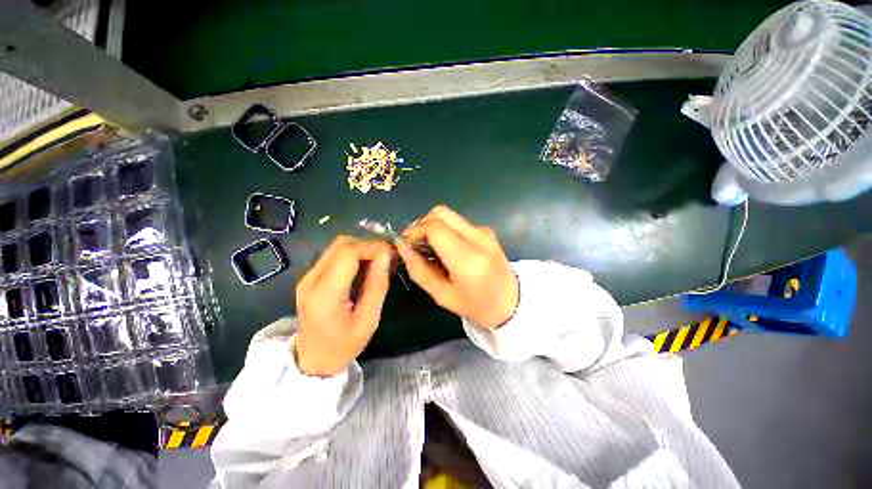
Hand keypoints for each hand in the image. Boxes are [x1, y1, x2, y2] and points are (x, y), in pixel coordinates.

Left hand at [295, 236, 391, 376]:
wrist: (313, 362)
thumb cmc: (344, 346)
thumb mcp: (368, 320)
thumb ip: (377, 285)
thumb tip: (386, 255)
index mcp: (325, 294)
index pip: (349, 253)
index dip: (373, 247)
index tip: (392, 254)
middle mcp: (311, 279)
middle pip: (342, 244)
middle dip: (368, 245)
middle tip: (387, 256)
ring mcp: (307, 277)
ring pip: (337, 246)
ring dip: (361, 248)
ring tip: (379, 261)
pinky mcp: (309, 278)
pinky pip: (333, 256)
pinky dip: (353, 255)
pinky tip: (365, 266)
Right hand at [397, 205, 518, 328]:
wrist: (511, 302)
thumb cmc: (476, 305)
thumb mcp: (441, 295)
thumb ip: (419, 269)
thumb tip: (402, 246)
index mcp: (468, 259)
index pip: (435, 228)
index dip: (415, 231)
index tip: (405, 243)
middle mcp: (478, 238)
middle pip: (441, 213)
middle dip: (422, 224)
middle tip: (416, 243)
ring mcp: (484, 231)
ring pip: (449, 215)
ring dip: (433, 226)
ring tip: (429, 248)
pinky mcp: (486, 230)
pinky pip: (458, 222)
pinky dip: (445, 230)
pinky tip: (446, 249)